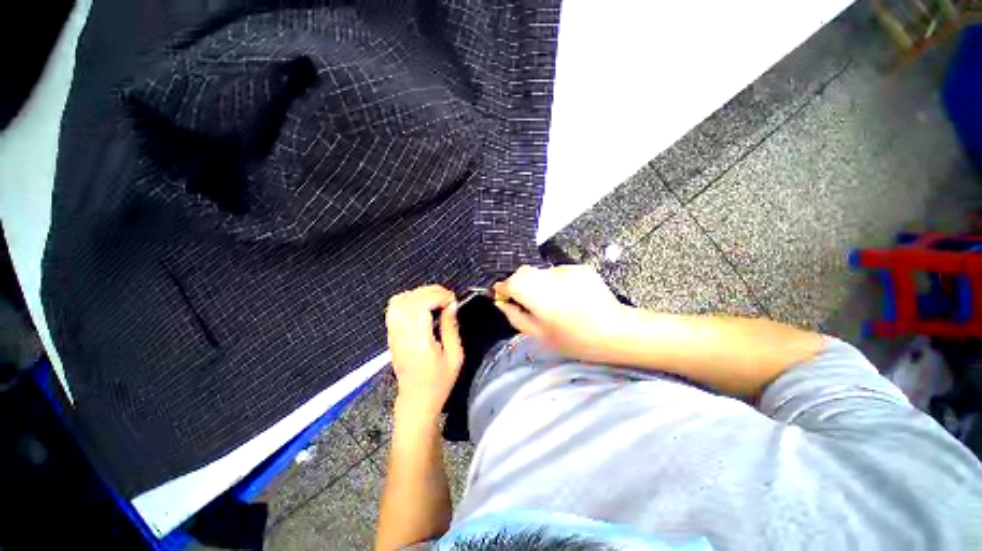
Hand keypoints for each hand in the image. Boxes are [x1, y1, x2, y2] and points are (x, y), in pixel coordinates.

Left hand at [385, 285, 463, 420]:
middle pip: (409, 299)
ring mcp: (393, 334)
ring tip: (436, 299)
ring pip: (399, 301)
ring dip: (419, 294)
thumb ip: (451, 328)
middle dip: (431, 291)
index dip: (438, 296)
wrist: (416, 401)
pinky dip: (409, 300)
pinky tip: (423, 305)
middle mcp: (402, 335)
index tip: (453, 300)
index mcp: (419, 342)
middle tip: (447, 297)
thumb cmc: (439, 383)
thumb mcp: (455, 356)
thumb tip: (452, 305)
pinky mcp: (391, 335)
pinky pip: (394, 308)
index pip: (420, 305)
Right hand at [493, 265, 627, 361]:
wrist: (615, 331)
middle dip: (520, 285)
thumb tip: (502, 303)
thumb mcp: (538, 335)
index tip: (505, 298)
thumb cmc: (574, 339)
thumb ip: (515, 316)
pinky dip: (557, 282)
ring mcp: (564, 269)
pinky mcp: (579, 268)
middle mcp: (546, 275)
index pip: (508, 282)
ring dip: (540, 284)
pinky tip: (570, 297)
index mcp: (534, 292)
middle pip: (523, 273)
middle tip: (530, 303)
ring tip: (554, 302)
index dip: (504, 289)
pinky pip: (559, 273)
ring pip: (541, 273)